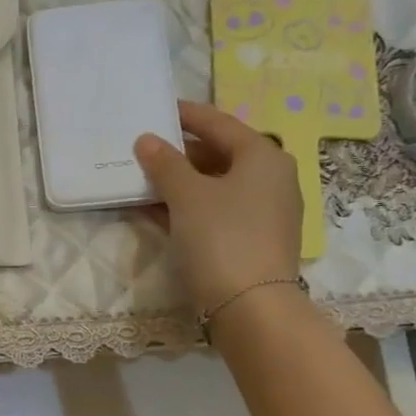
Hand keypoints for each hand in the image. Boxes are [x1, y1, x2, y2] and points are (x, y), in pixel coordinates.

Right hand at [134, 101, 303, 311]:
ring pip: (215, 185)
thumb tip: (147, 140)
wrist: (251, 306)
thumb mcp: (187, 195)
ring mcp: (265, 211)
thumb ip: (165, 164)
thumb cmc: (222, 237)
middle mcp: (271, 178)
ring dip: (180, 182)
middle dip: (179, 153)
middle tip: (144, 149)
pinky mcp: (253, 238)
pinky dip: (188, 207)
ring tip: (143, 180)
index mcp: (263, 156)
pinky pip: (216, 210)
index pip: (219, 123)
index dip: (187, 115)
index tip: (159, 109)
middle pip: (219, 154)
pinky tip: (157, 211)